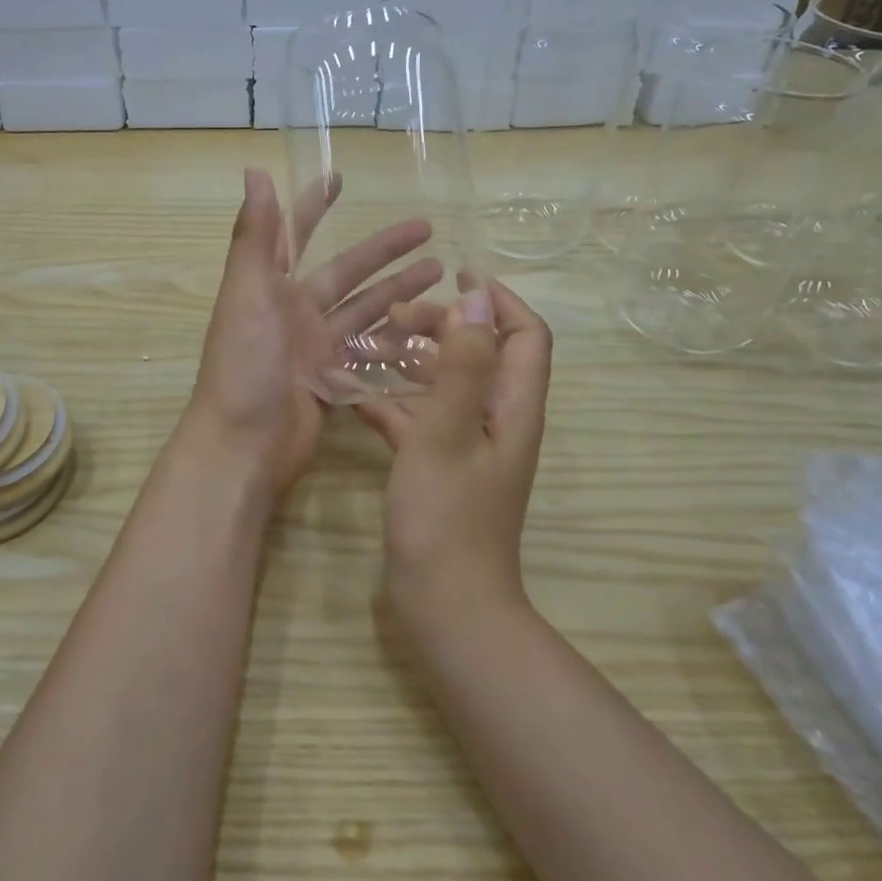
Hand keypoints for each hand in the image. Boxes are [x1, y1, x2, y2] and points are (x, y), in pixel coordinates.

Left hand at [181, 168, 440, 501]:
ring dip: (399, 290)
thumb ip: (255, 235)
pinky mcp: (332, 380)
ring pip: (364, 311)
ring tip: (442, 274)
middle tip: (428, 230)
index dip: (314, 207)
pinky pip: (369, 352)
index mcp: (270, 287)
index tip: (340, 178)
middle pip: (346, 273)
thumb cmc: (245, 363)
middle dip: (383, 250)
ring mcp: (314, 348)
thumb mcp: (248, 293)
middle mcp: (293, 312)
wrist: (244, 444)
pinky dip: (396, 340)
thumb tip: (254, 171)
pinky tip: (431, 328)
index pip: (295, 235)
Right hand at [354, 280, 553, 639]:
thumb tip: (478, 297)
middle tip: (397, 317)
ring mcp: (468, 445)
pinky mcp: (441, 467)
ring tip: (371, 346)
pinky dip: (395, 403)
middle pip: (480, 353)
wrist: (444, 604)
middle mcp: (497, 420)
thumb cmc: (447, 515)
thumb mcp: (449, 431)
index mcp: (512, 406)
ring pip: (447, 385)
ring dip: (415, 362)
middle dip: (444, 326)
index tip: (457, 276)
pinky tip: (357, 397)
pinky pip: (421, 420)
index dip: (499, 301)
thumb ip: (463, 363)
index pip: (525, 335)